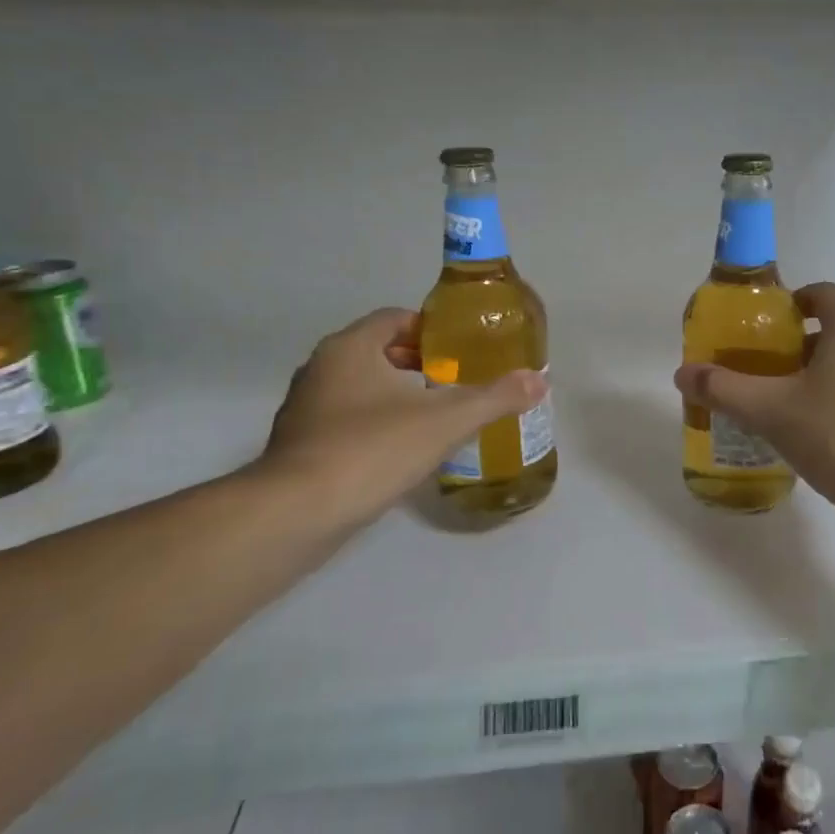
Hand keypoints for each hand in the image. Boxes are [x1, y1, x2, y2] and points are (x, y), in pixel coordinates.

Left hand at [258, 309, 546, 528]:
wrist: (294, 514)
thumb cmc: (371, 449)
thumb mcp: (445, 421)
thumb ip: (494, 397)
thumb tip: (540, 380)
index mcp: (351, 347)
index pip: (395, 318)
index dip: (431, 329)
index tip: (461, 351)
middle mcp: (321, 368)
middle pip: (378, 351)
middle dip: (418, 363)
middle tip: (456, 383)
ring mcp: (304, 408)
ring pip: (359, 387)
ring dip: (395, 395)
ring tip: (435, 417)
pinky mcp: (298, 446)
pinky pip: (344, 420)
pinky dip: (373, 425)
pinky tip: (400, 452)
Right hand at [674, 282, 834, 512]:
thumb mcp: (770, 411)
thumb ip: (724, 389)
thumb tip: (682, 373)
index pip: (822, 294)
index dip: (793, 302)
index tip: (768, 327)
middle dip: (802, 346)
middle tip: (771, 371)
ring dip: (827, 374)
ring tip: (795, 404)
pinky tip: (828, 433)